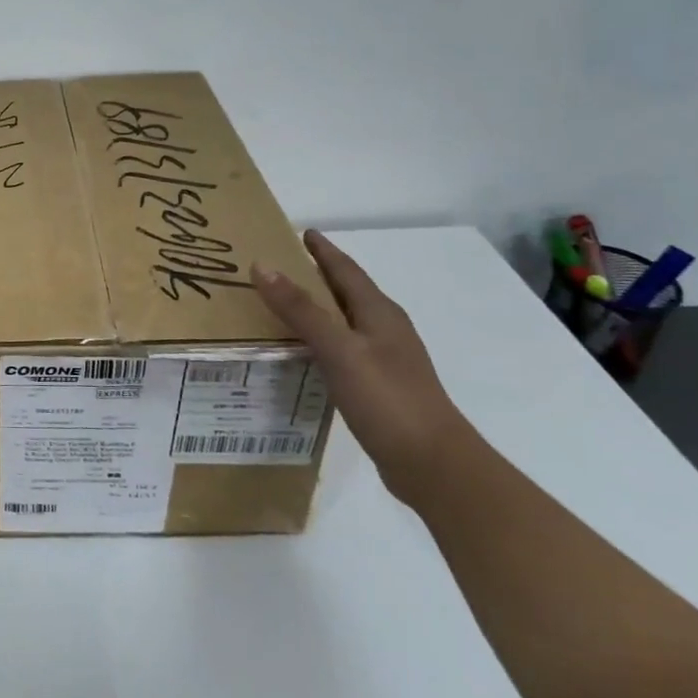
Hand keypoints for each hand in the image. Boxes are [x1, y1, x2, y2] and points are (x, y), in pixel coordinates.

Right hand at [252, 231, 478, 505]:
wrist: (434, 465)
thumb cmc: (387, 398)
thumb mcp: (338, 349)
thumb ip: (301, 309)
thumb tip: (262, 266)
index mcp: (380, 313)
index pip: (347, 270)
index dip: (324, 251)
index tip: (303, 232)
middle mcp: (385, 330)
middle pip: (349, 292)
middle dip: (320, 275)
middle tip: (284, 264)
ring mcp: (386, 360)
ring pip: (346, 321)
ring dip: (320, 308)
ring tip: (286, 304)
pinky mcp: (381, 387)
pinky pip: (344, 349)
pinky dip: (322, 340)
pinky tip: (305, 352)